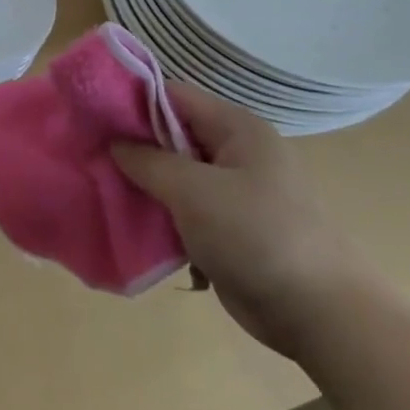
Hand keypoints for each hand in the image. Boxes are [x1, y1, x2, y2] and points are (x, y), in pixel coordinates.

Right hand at [114, 85, 383, 356]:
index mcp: (237, 129)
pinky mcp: (231, 227)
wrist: (320, 314)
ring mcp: (235, 192)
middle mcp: (237, 152)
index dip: (131, 100)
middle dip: (132, 145)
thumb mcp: (193, 191)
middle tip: (88, 154)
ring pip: (176, 174)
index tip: (90, 114)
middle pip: (172, 134)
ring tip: (99, 187)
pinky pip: (185, 208)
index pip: (174, 96)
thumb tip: (113, 143)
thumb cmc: (256, 235)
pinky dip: (160, 213)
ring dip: (143, 183)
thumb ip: (147, 161)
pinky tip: (129, 221)